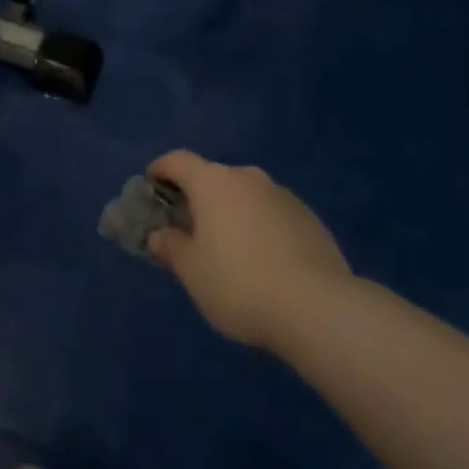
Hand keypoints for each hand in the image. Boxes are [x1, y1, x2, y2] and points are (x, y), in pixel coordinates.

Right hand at [146, 151, 351, 351]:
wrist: (318, 308)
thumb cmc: (240, 284)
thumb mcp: (192, 272)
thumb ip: (171, 247)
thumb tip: (159, 235)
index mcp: (213, 182)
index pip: (177, 161)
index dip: (160, 170)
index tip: (150, 187)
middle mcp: (247, 177)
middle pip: (212, 178)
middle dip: (197, 198)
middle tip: (189, 230)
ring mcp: (282, 194)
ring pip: (245, 196)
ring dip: (231, 213)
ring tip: (229, 250)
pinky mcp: (308, 217)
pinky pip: (271, 213)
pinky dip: (259, 227)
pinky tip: (264, 262)